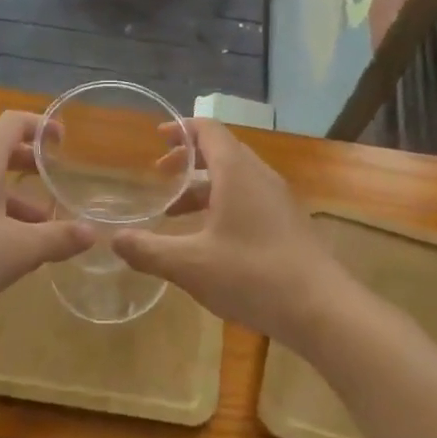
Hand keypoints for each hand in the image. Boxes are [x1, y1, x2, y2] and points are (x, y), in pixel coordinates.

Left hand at [0, 111, 92, 324]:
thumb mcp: (18, 250)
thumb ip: (57, 238)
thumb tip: (92, 233)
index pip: (14, 122)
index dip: (42, 126)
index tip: (64, 143)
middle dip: (30, 165)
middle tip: (56, 183)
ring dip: (11, 195)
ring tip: (37, 228)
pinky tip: (0, 246)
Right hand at [113, 119, 350, 342]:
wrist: (322, 309)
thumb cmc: (252, 275)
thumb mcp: (190, 264)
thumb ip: (148, 250)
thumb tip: (115, 240)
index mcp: (236, 171)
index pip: (208, 130)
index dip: (180, 129)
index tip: (156, 138)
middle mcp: (260, 176)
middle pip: (221, 151)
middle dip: (187, 159)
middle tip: (159, 175)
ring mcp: (278, 200)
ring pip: (236, 178)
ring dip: (203, 187)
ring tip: (174, 212)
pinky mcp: (288, 223)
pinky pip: (250, 199)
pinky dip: (223, 204)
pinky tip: (209, 239)